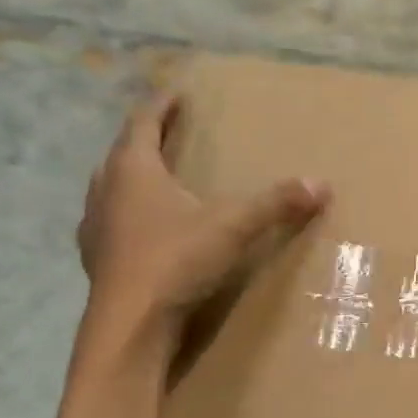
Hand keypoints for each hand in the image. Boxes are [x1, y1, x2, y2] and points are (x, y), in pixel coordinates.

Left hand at [78, 91, 328, 330]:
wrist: (130, 322)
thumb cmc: (175, 260)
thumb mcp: (233, 227)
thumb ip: (275, 204)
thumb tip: (321, 184)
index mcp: (133, 170)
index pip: (142, 123)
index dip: (161, 106)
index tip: (176, 94)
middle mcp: (106, 190)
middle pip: (122, 153)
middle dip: (145, 141)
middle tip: (168, 136)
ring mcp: (95, 226)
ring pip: (111, 189)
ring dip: (132, 180)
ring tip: (157, 182)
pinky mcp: (97, 258)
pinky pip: (112, 223)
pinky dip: (130, 217)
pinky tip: (148, 232)